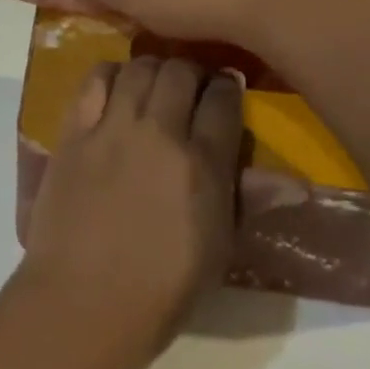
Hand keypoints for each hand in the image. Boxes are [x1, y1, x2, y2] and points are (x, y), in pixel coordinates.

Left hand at [17, 57, 244, 353]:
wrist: (84, 300)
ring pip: (139, 67)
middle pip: (180, 72)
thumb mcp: (218, 248)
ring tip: (153, 85)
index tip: (226, 90)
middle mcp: (158, 132)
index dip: (228, 88)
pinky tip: (114, 87)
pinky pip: (93, 80)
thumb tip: (296, 183)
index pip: (223, 100)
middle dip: (192, 73)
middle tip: (190, 88)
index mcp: (202, 164)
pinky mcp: (73, 132)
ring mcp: (111, 128)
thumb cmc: (161, 287)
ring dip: (153, 69)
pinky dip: (109, 74)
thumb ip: (247, 201)